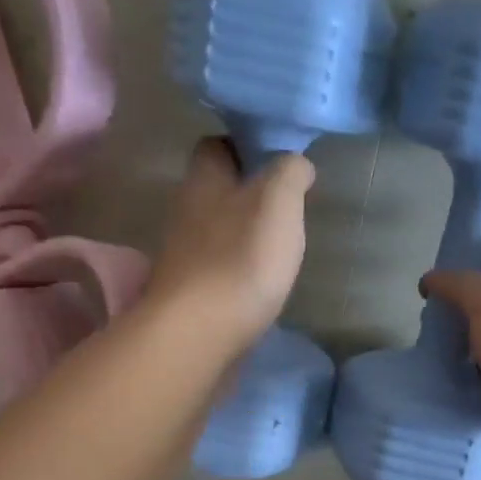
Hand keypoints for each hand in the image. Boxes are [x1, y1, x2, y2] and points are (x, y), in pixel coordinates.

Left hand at [146, 139, 313, 355]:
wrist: (200, 334)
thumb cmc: (241, 259)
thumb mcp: (278, 202)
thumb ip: (289, 174)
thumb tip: (295, 163)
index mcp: (203, 181)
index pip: (215, 145)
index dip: (244, 145)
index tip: (277, 160)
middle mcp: (185, 212)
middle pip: (215, 190)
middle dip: (246, 193)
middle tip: (285, 205)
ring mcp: (184, 256)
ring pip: (216, 230)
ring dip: (242, 233)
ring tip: (278, 245)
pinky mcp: (191, 294)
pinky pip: (217, 268)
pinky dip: (238, 268)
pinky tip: (261, 282)